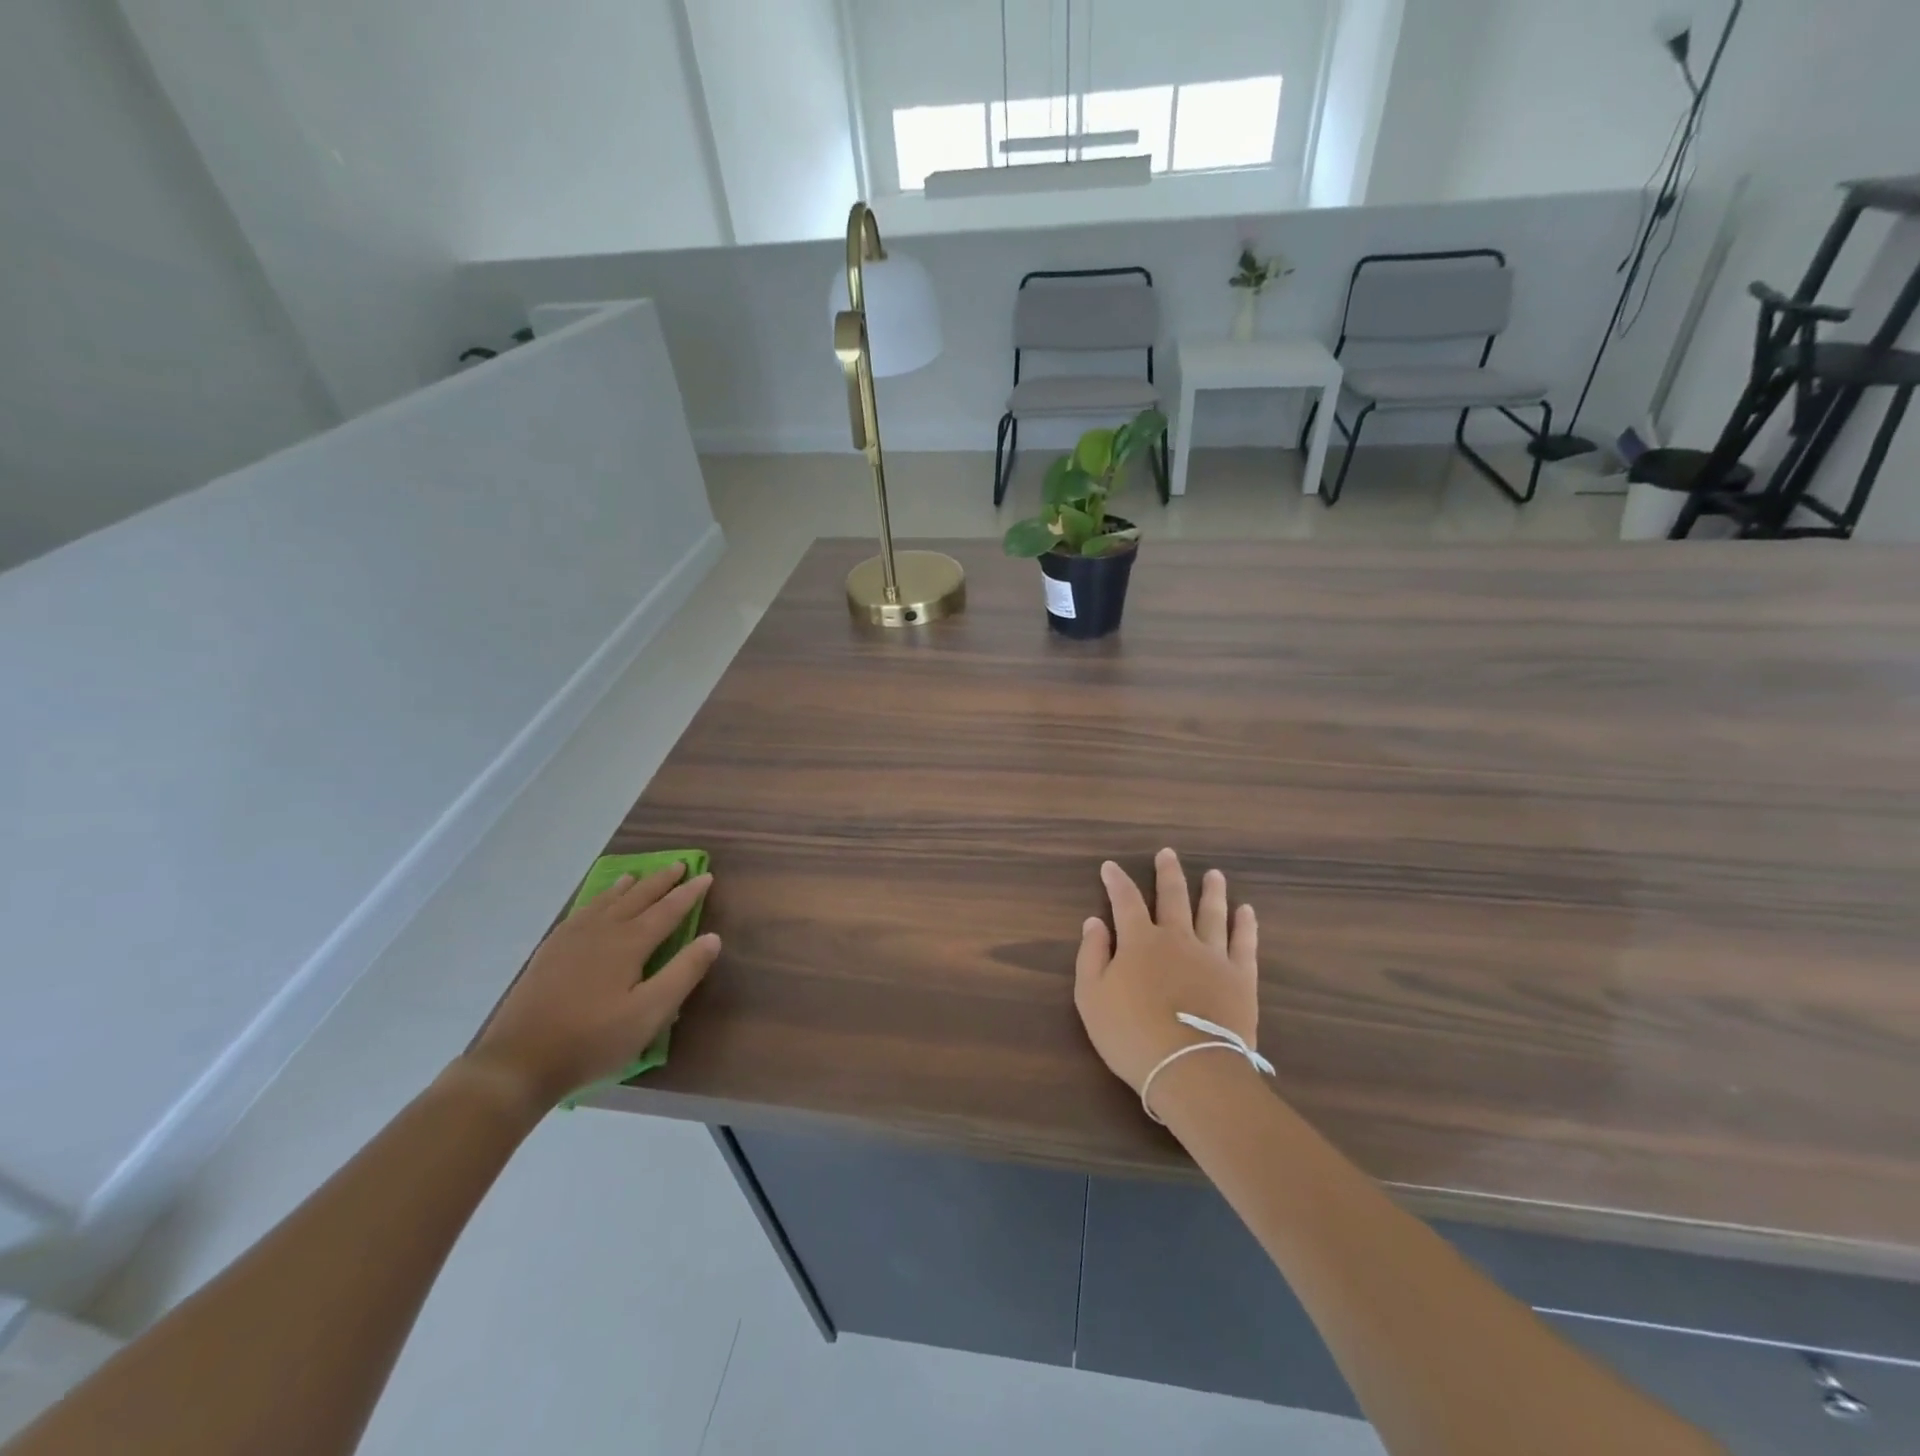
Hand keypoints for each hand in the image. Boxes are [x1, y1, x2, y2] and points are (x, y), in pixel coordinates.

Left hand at [465, 864, 719, 1110]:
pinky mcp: (549, 952)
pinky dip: (596, 901)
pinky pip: (580, 913)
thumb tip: (713, 937)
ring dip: (627, 887)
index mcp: (629, 943)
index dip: (689, 893)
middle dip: (661, 881)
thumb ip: (683, 973)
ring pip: (606, 902)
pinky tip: (593, 906)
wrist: (518, 1061)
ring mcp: (571, 939)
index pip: (668, 910)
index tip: (707, 876)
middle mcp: (602, 931)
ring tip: (637, 875)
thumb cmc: (593, 1040)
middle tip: (679, 864)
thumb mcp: (649, 1014)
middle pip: (637, 897)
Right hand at [1074, 849, 1259, 1097]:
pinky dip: (1245, 925)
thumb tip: (1095, 922)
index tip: (1110, 866)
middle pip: (1173, 897)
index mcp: (1140, 941)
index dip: (1116, 881)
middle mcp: (1177, 938)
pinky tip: (1246, 911)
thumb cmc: (1131, 1034)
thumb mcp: (1091, 997)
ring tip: (1214, 874)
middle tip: (1168, 853)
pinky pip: (1244, 944)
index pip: (1125, 901)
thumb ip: (1091, 955)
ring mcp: (1213, 956)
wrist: (1189, 1068)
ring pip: (1212, 914)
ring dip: (1212, 891)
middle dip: (1168, 873)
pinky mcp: (1241, 978)